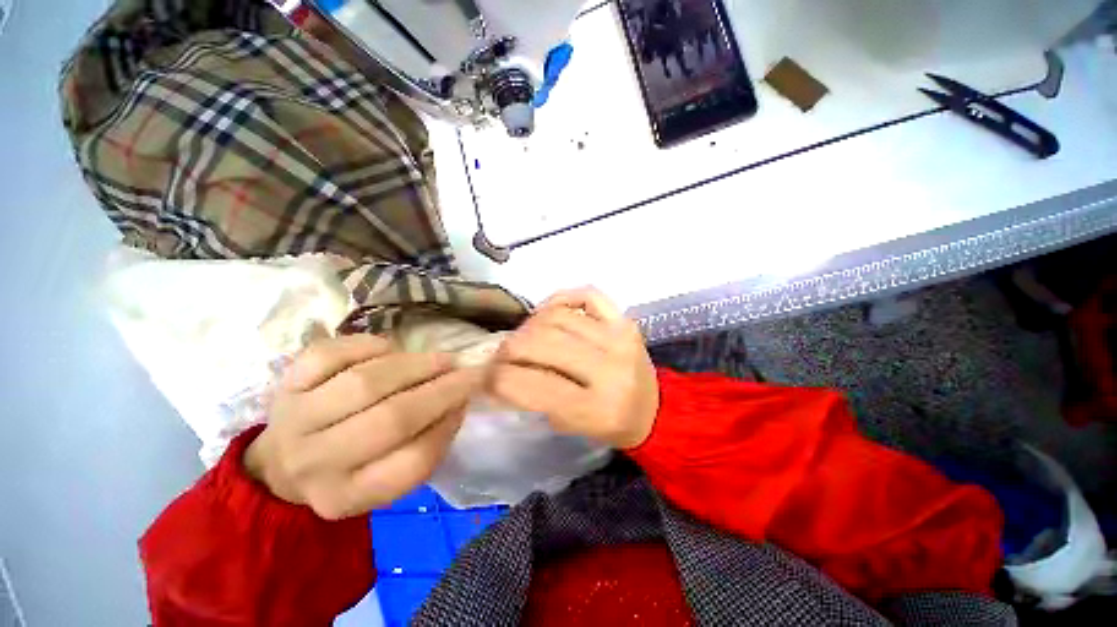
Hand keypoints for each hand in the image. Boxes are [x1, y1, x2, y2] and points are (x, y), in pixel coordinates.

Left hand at [244, 335, 482, 519]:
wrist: (281, 464)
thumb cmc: (350, 470)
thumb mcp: (389, 477)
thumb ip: (428, 444)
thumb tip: (460, 400)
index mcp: (346, 496)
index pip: (411, 463)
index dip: (449, 426)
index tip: (468, 401)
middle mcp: (315, 461)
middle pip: (390, 419)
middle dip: (442, 390)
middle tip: (469, 372)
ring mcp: (296, 417)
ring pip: (365, 382)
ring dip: (416, 365)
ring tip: (442, 360)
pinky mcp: (287, 382)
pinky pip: (332, 353)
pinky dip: (371, 345)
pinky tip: (391, 350)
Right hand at [490, 287, 658, 448]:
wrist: (654, 409)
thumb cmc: (609, 425)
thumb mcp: (569, 426)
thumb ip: (534, 399)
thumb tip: (499, 372)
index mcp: (596, 408)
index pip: (532, 384)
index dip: (498, 379)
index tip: (486, 377)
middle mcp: (610, 368)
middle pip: (541, 343)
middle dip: (510, 349)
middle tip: (503, 356)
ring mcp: (619, 337)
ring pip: (557, 317)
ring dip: (529, 326)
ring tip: (525, 338)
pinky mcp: (625, 320)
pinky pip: (586, 294)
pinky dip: (560, 299)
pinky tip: (548, 314)